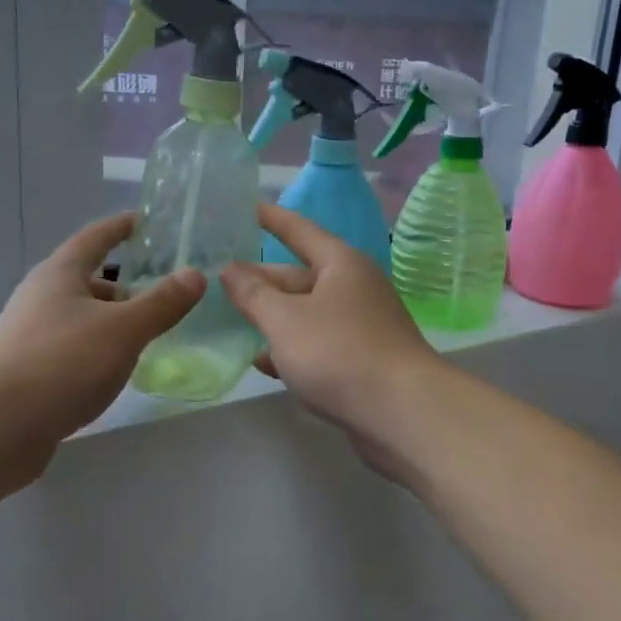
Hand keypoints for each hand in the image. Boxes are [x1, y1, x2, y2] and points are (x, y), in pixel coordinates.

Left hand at [0, 213, 202, 486]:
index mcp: (60, 275)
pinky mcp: (30, 374)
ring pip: (83, 319)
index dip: (123, 227)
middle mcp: (42, 299)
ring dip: (114, 323)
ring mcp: (32, 337)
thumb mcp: (122, 330)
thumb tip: (195, 274)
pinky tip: (117, 373)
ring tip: (150, 338)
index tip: (148, 220)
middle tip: (166, 295)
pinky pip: (74, 351)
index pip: (96, 237)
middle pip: (90, 281)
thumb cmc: (60, 364)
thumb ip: (161, 303)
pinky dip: (99, 353)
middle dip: (126, 286)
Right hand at [220, 204, 445, 479]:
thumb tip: (230, 269)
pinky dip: (290, 349)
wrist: (403, 413)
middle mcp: (353, 288)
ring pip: (305, 313)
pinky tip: (261, 362)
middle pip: (298, 275)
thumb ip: (253, 294)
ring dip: (271, 318)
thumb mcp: (285, 320)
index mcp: (340, 264)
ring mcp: (360, 326)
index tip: (244, 206)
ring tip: (230, 320)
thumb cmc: (339, 353)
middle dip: (260, 280)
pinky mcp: (361, 361)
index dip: (270, 218)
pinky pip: (317, 345)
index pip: (298, 229)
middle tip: (217, 279)